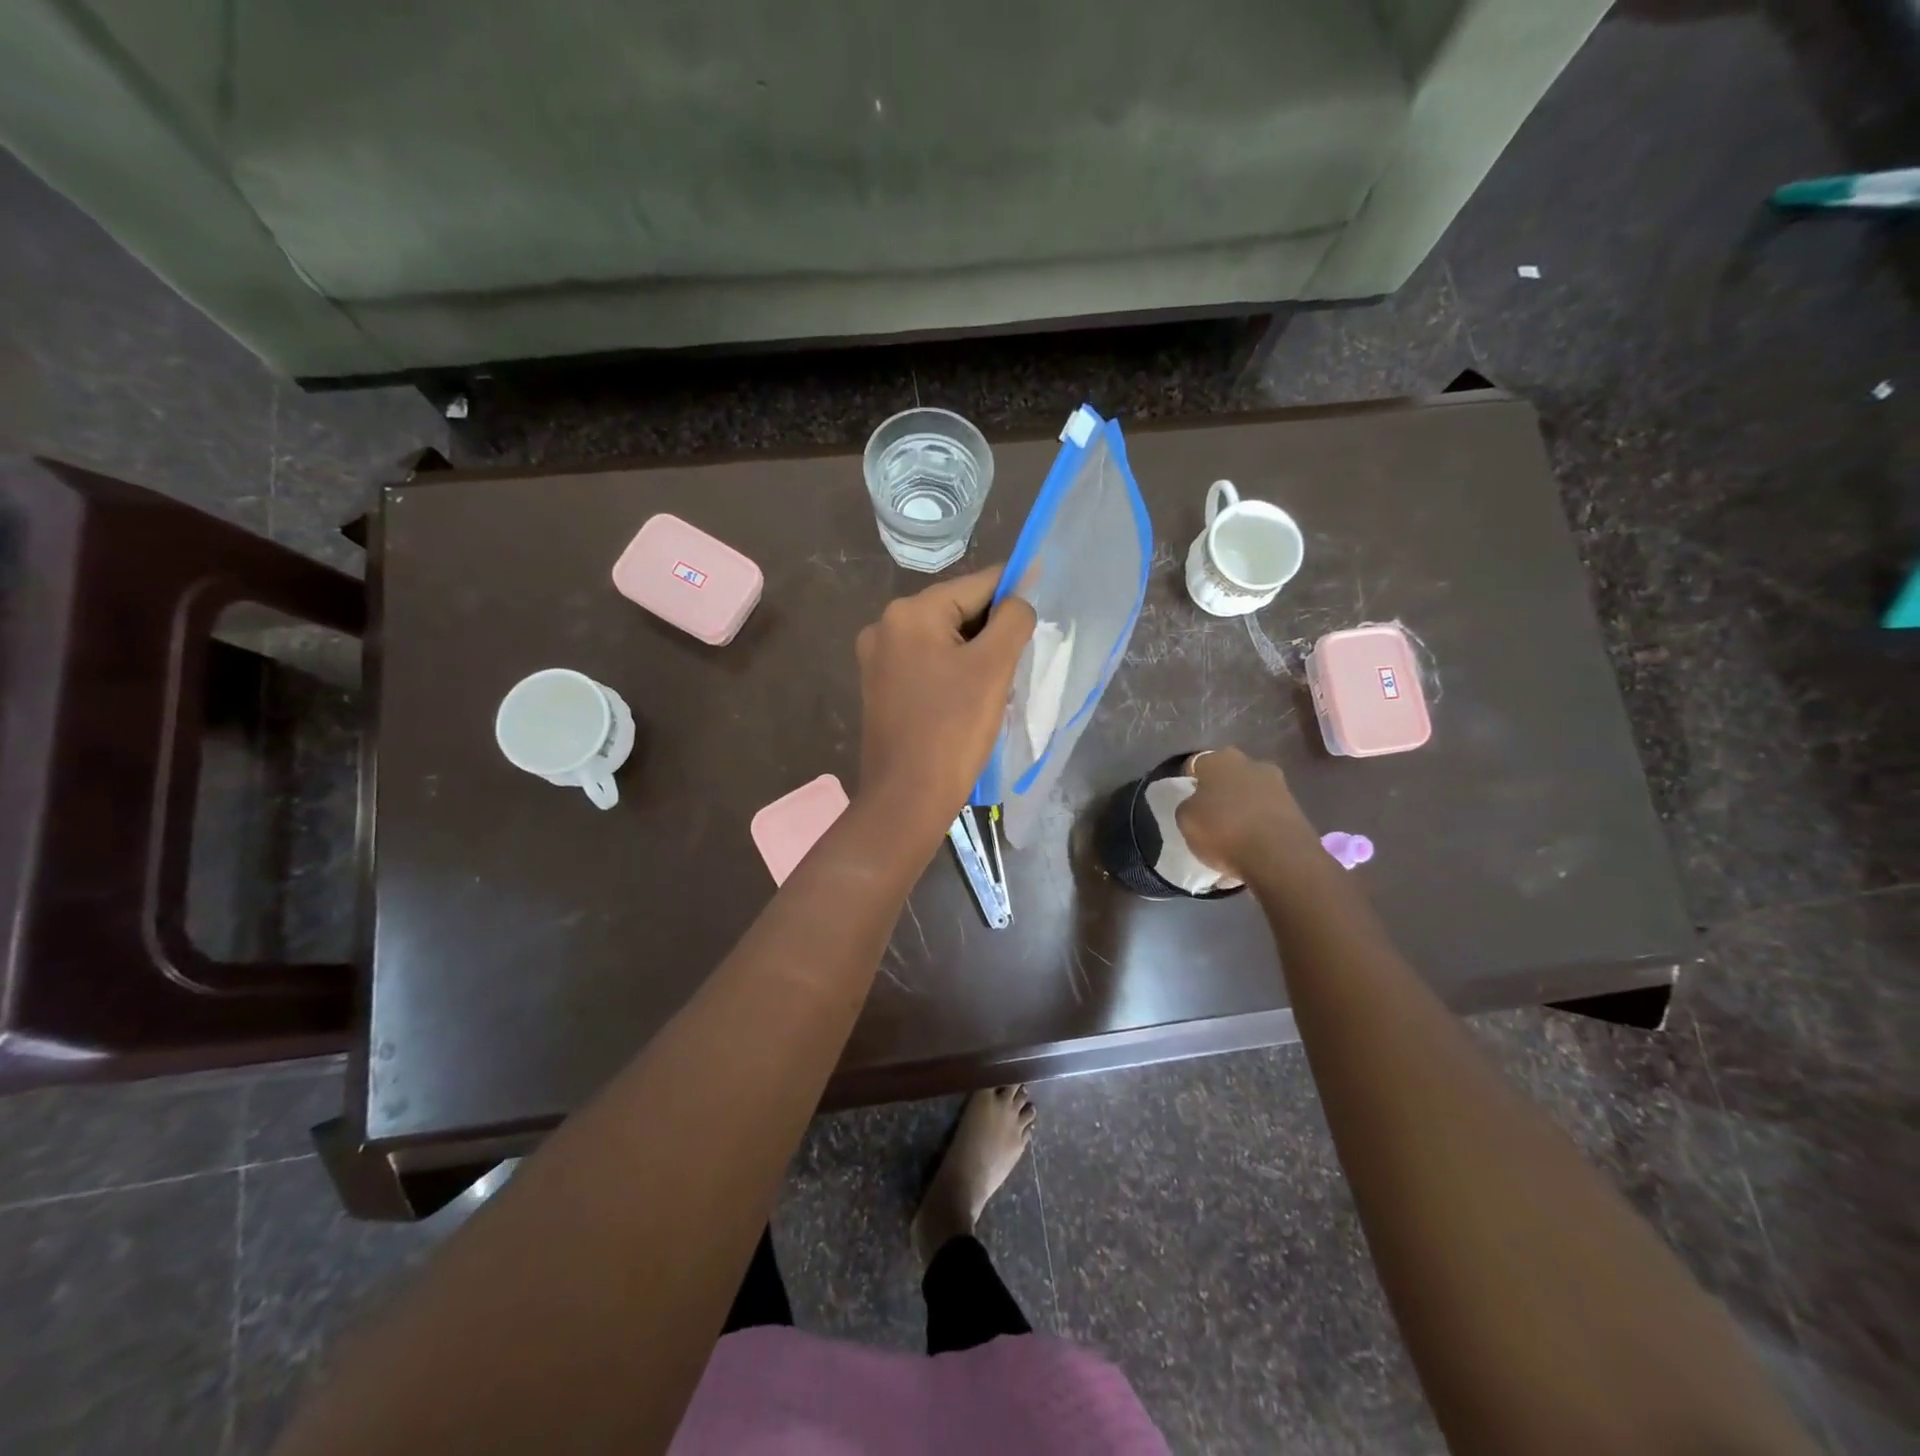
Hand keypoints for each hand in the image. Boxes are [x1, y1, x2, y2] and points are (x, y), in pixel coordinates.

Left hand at [855, 566, 1035, 840]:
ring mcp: (878, 658)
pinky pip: (926, 663)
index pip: (976, 585)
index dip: (1014, 591)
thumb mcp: (993, 668)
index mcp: (911, 613)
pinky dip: (953, 670)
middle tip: (1021, 658)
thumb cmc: (953, 730)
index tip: (1043, 600)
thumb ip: (1012, 620)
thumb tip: (1020, 598)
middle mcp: (885, 626)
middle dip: (992, 630)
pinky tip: (970, 697)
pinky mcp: (880, 687)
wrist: (906, 798)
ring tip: (998, 683)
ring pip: (943, 640)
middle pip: (957, 611)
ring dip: (974, 652)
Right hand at [1175, 747, 1316, 879]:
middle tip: (1210, 814)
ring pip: (1251, 791)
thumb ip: (1188, 805)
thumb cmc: (1224, 830)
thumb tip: (1197, 803)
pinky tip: (1252, 841)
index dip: (1190, 782)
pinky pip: (1268, 811)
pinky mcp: (1297, 808)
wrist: (1280, 857)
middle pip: (1229, 774)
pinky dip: (1260, 821)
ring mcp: (1278, 784)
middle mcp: (1251, 762)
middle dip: (1221, 789)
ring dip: (1243, 805)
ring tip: (1233, 831)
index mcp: (1219, 759)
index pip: (1197, 764)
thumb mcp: (1186, 820)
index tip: (1187, 801)